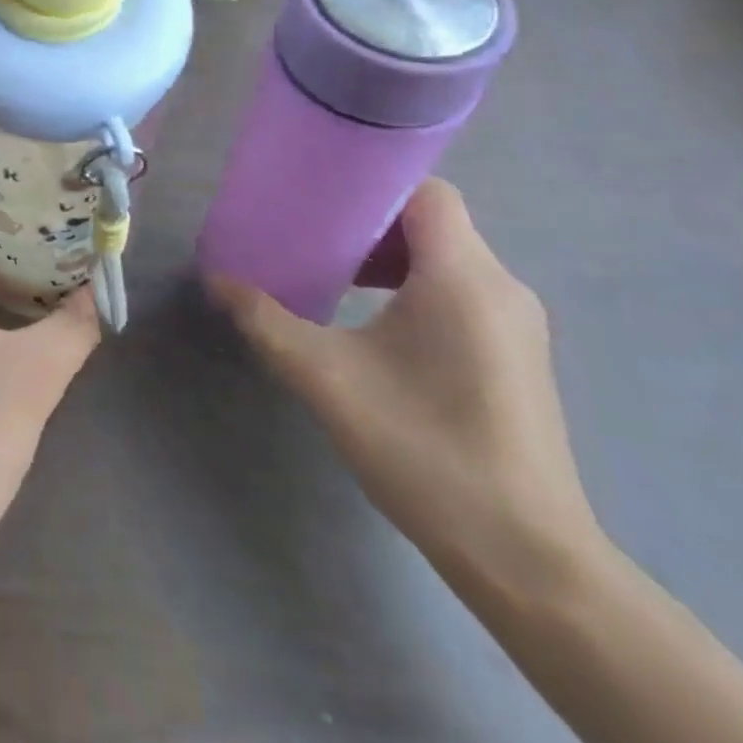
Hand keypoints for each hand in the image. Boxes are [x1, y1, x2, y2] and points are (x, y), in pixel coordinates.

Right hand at [209, 180, 602, 593]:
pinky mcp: (516, 357)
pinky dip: (413, 288)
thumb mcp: (327, 378)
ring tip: (333, 279)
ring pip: (446, 259)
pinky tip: (373, 325)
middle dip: (368, 224)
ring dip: (388, 258)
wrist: (525, 559)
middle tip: (310, 239)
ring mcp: (516, 325)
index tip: (316, 196)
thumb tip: (217, 280)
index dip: (372, 183)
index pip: (426, 192)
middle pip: (432, 222)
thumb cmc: (424, 449)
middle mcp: (501, 287)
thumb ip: (266, 320)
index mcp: (464, 277)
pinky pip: (460, 293)